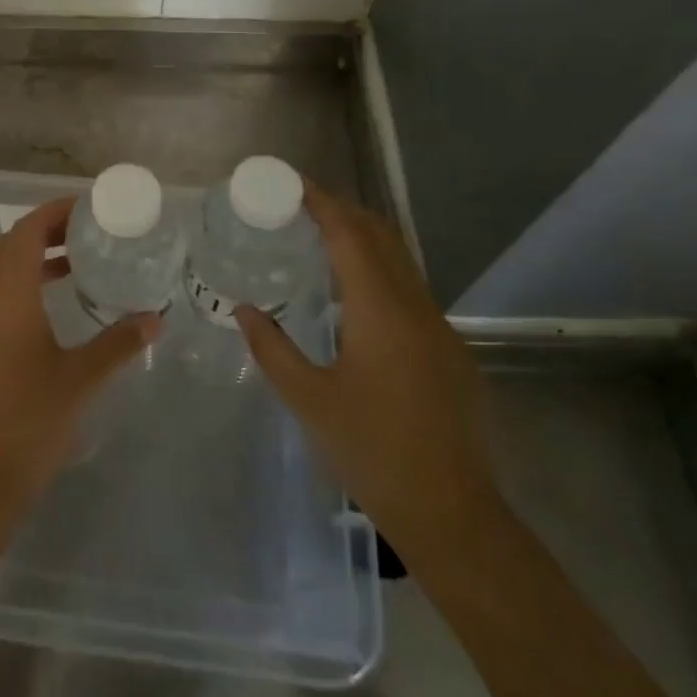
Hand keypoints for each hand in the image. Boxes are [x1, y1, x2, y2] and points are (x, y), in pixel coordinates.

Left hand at [0, 197, 160, 520]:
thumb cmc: (32, 421)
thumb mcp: (82, 379)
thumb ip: (119, 344)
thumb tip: (154, 318)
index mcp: (9, 299)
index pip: (24, 234)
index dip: (51, 213)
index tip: (84, 208)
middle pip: (8, 247)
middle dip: (42, 230)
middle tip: (83, 231)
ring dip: (31, 259)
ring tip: (73, 264)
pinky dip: (22, 286)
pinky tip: (51, 308)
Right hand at [238, 183, 502, 563]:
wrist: (452, 512)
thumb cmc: (373, 451)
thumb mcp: (309, 400)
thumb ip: (272, 348)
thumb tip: (244, 310)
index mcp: (380, 311)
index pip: (350, 234)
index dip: (321, 202)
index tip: (292, 184)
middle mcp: (415, 307)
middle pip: (381, 235)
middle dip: (343, 210)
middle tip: (300, 205)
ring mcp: (439, 328)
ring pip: (400, 261)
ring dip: (363, 238)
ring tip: (320, 239)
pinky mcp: (449, 350)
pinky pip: (409, 290)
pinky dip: (378, 271)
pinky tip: (353, 297)